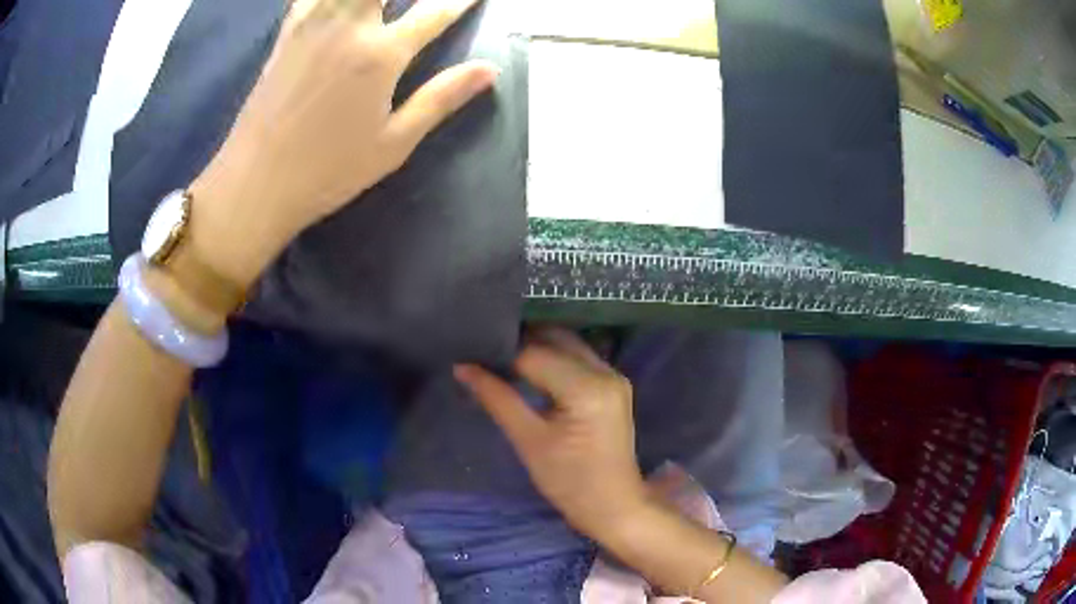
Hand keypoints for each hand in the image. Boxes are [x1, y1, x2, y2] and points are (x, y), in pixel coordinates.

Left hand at [190, 0, 497, 285]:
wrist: (255, 182)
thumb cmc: (327, 171)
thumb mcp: (393, 143)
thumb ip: (441, 98)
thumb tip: (490, 69)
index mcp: (381, 54)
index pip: (435, 13)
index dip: (460, 1)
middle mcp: (349, 26)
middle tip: (420, 1)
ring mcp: (312, 25)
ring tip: (377, 4)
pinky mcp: (286, 33)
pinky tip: (333, 2)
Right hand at [454, 328, 650, 541]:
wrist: (614, 506)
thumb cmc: (569, 482)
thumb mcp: (528, 441)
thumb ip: (497, 398)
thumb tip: (462, 367)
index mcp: (587, 387)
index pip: (534, 354)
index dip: (500, 353)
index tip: (471, 353)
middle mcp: (605, 372)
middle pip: (555, 340)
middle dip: (519, 343)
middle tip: (484, 352)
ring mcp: (614, 376)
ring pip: (568, 345)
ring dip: (537, 347)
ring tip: (502, 359)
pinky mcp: (614, 385)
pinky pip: (579, 359)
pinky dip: (554, 359)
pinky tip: (530, 370)